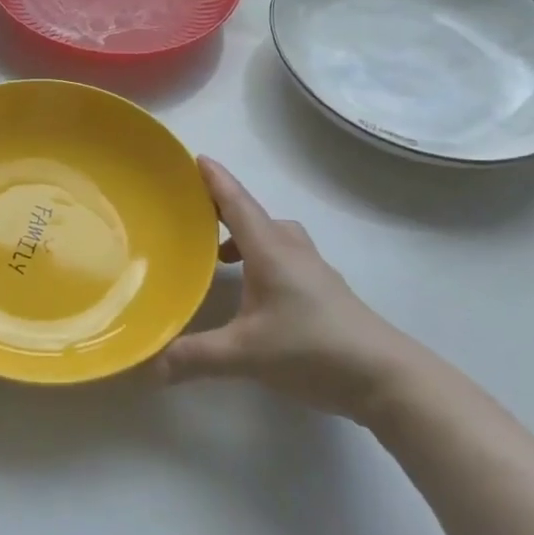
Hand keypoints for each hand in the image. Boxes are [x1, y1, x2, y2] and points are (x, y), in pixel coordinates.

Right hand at [158, 158, 420, 420]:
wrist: (386, 377)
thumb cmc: (313, 349)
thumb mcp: (245, 355)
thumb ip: (194, 357)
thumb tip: (147, 365)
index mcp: (270, 251)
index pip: (237, 204)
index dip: (215, 181)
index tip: (195, 157)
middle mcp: (291, 251)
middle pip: (254, 216)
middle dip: (224, 208)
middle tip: (194, 210)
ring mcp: (313, 270)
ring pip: (274, 237)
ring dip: (245, 235)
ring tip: (219, 254)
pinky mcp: (325, 292)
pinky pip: (285, 257)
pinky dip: (261, 258)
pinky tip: (252, 290)